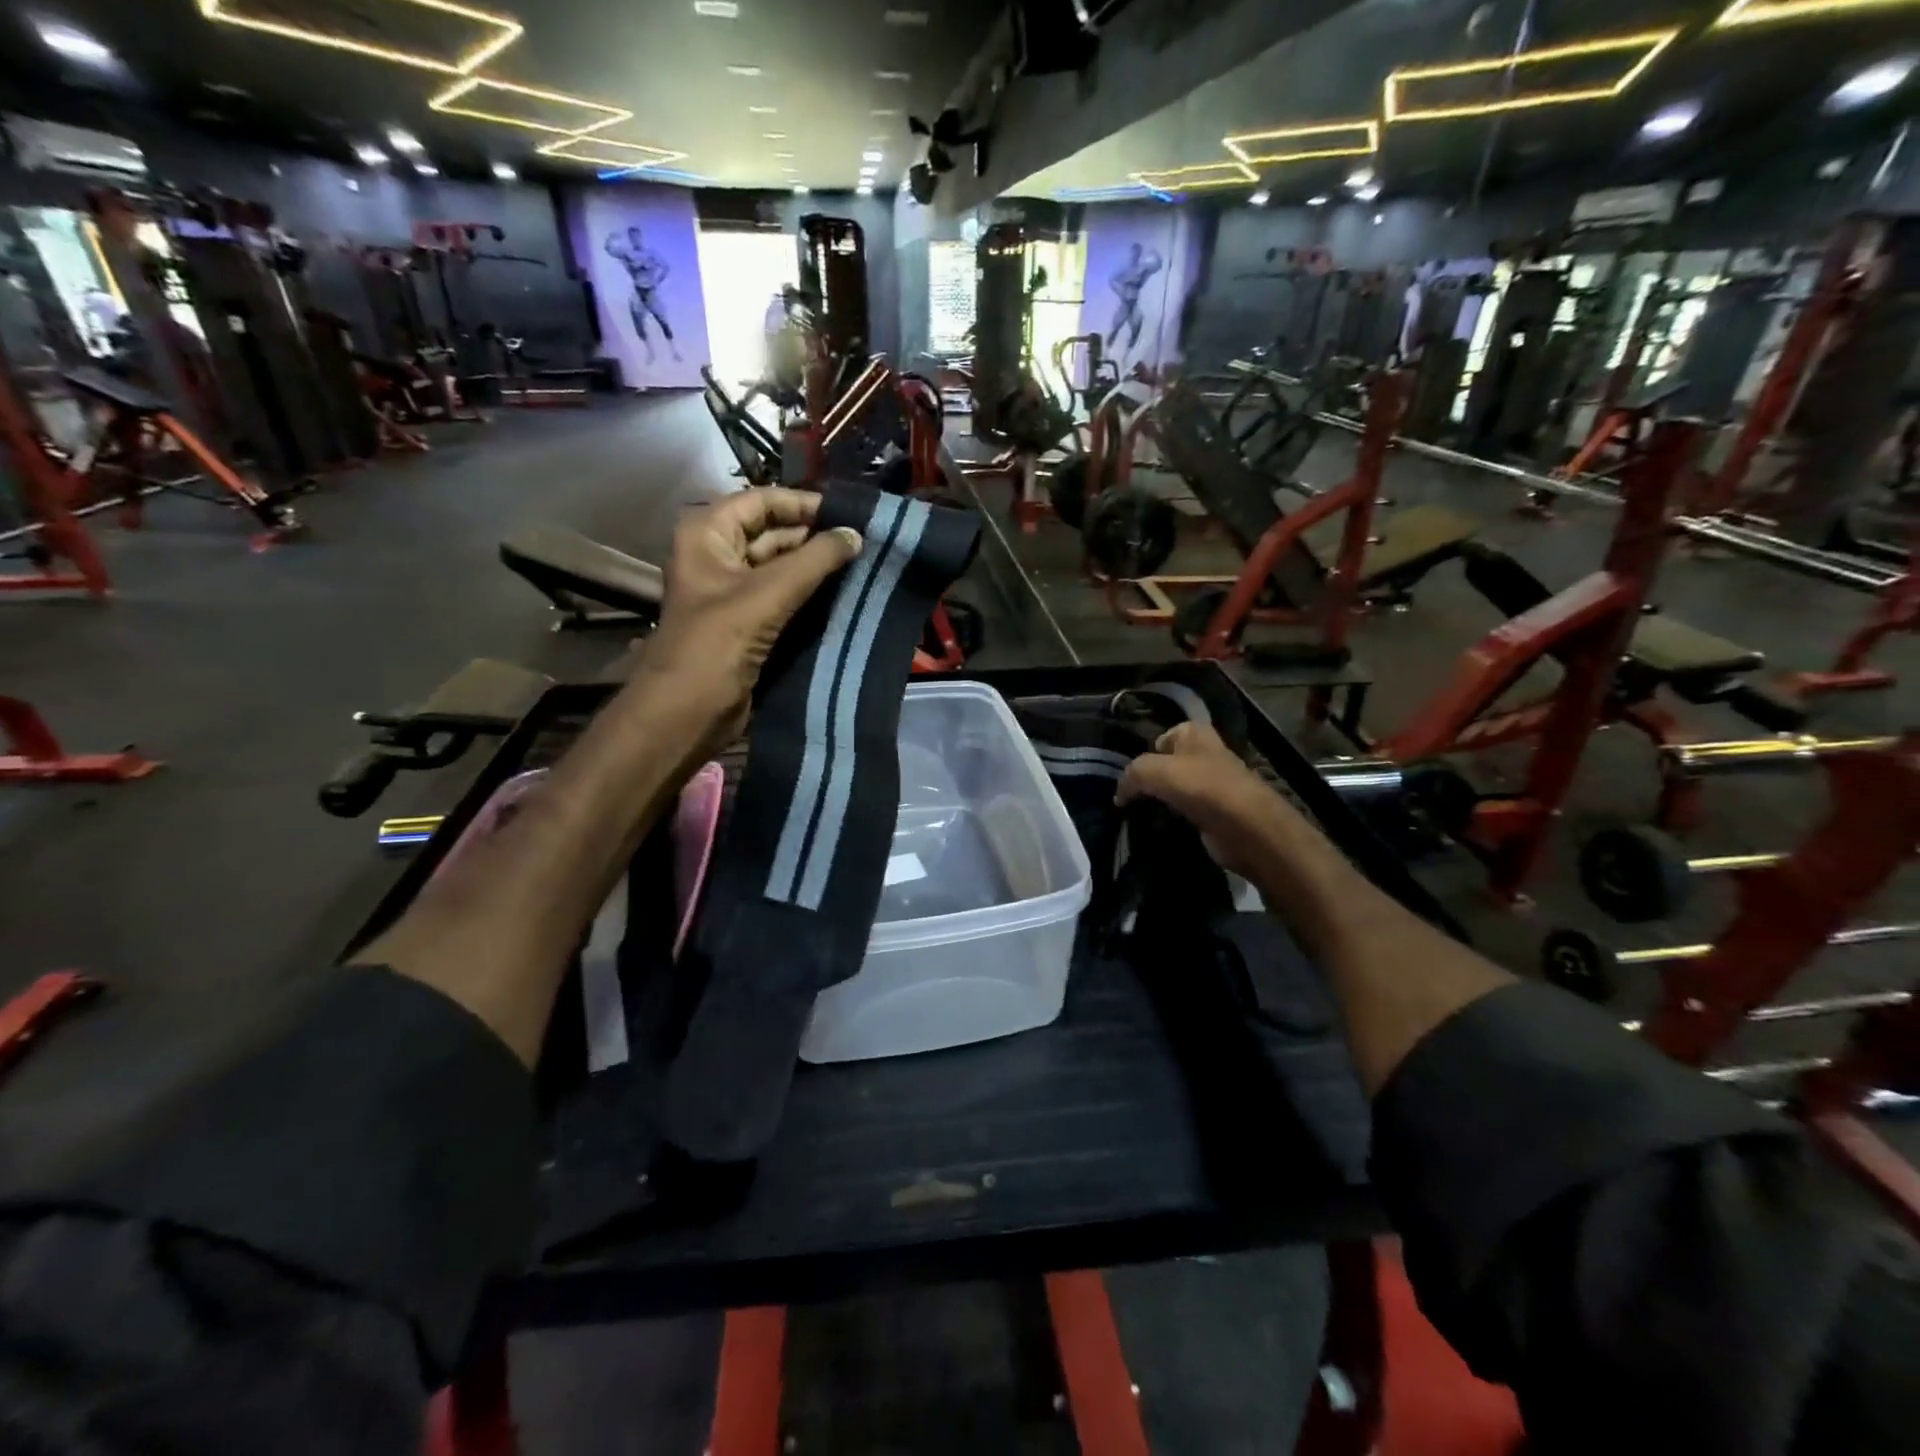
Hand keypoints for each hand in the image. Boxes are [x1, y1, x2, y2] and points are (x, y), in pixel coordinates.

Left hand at [635, 488, 862, 749]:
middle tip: (865, 543)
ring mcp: (733, 592)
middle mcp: (718, 555)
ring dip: (817, 568)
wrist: (687, 712)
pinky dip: (811, 595)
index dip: (804, 504)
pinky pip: (785, 598)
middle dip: (815, 537)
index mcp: (708, 534)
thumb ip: (815, 560)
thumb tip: (856, 535)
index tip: (851, 514)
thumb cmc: (717, 644)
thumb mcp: (767, 594)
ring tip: (863, 566)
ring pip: (782, 568)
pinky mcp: (749, 623)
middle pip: (773, 533)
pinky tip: (845, 595)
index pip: (762, 501)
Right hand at [1115, 722, 1307, 881]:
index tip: (1131, 776)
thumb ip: (1130, 775)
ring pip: (1176, 789)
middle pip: (1168, 764)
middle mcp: (1206, 753)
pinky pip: (1186, 811)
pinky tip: (1161, 827)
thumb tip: (1119, 794)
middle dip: (1151, 779)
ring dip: (1161, 801)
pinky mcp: (1217, 811)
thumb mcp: (1152, 770)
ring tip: (1141, 814)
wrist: (1245, 826)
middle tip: (1131, 797)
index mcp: (1195, 733)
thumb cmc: (1200, 787)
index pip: (1163, 736)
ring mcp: (1214, 784)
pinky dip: (1174, 819)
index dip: (1145, 754)